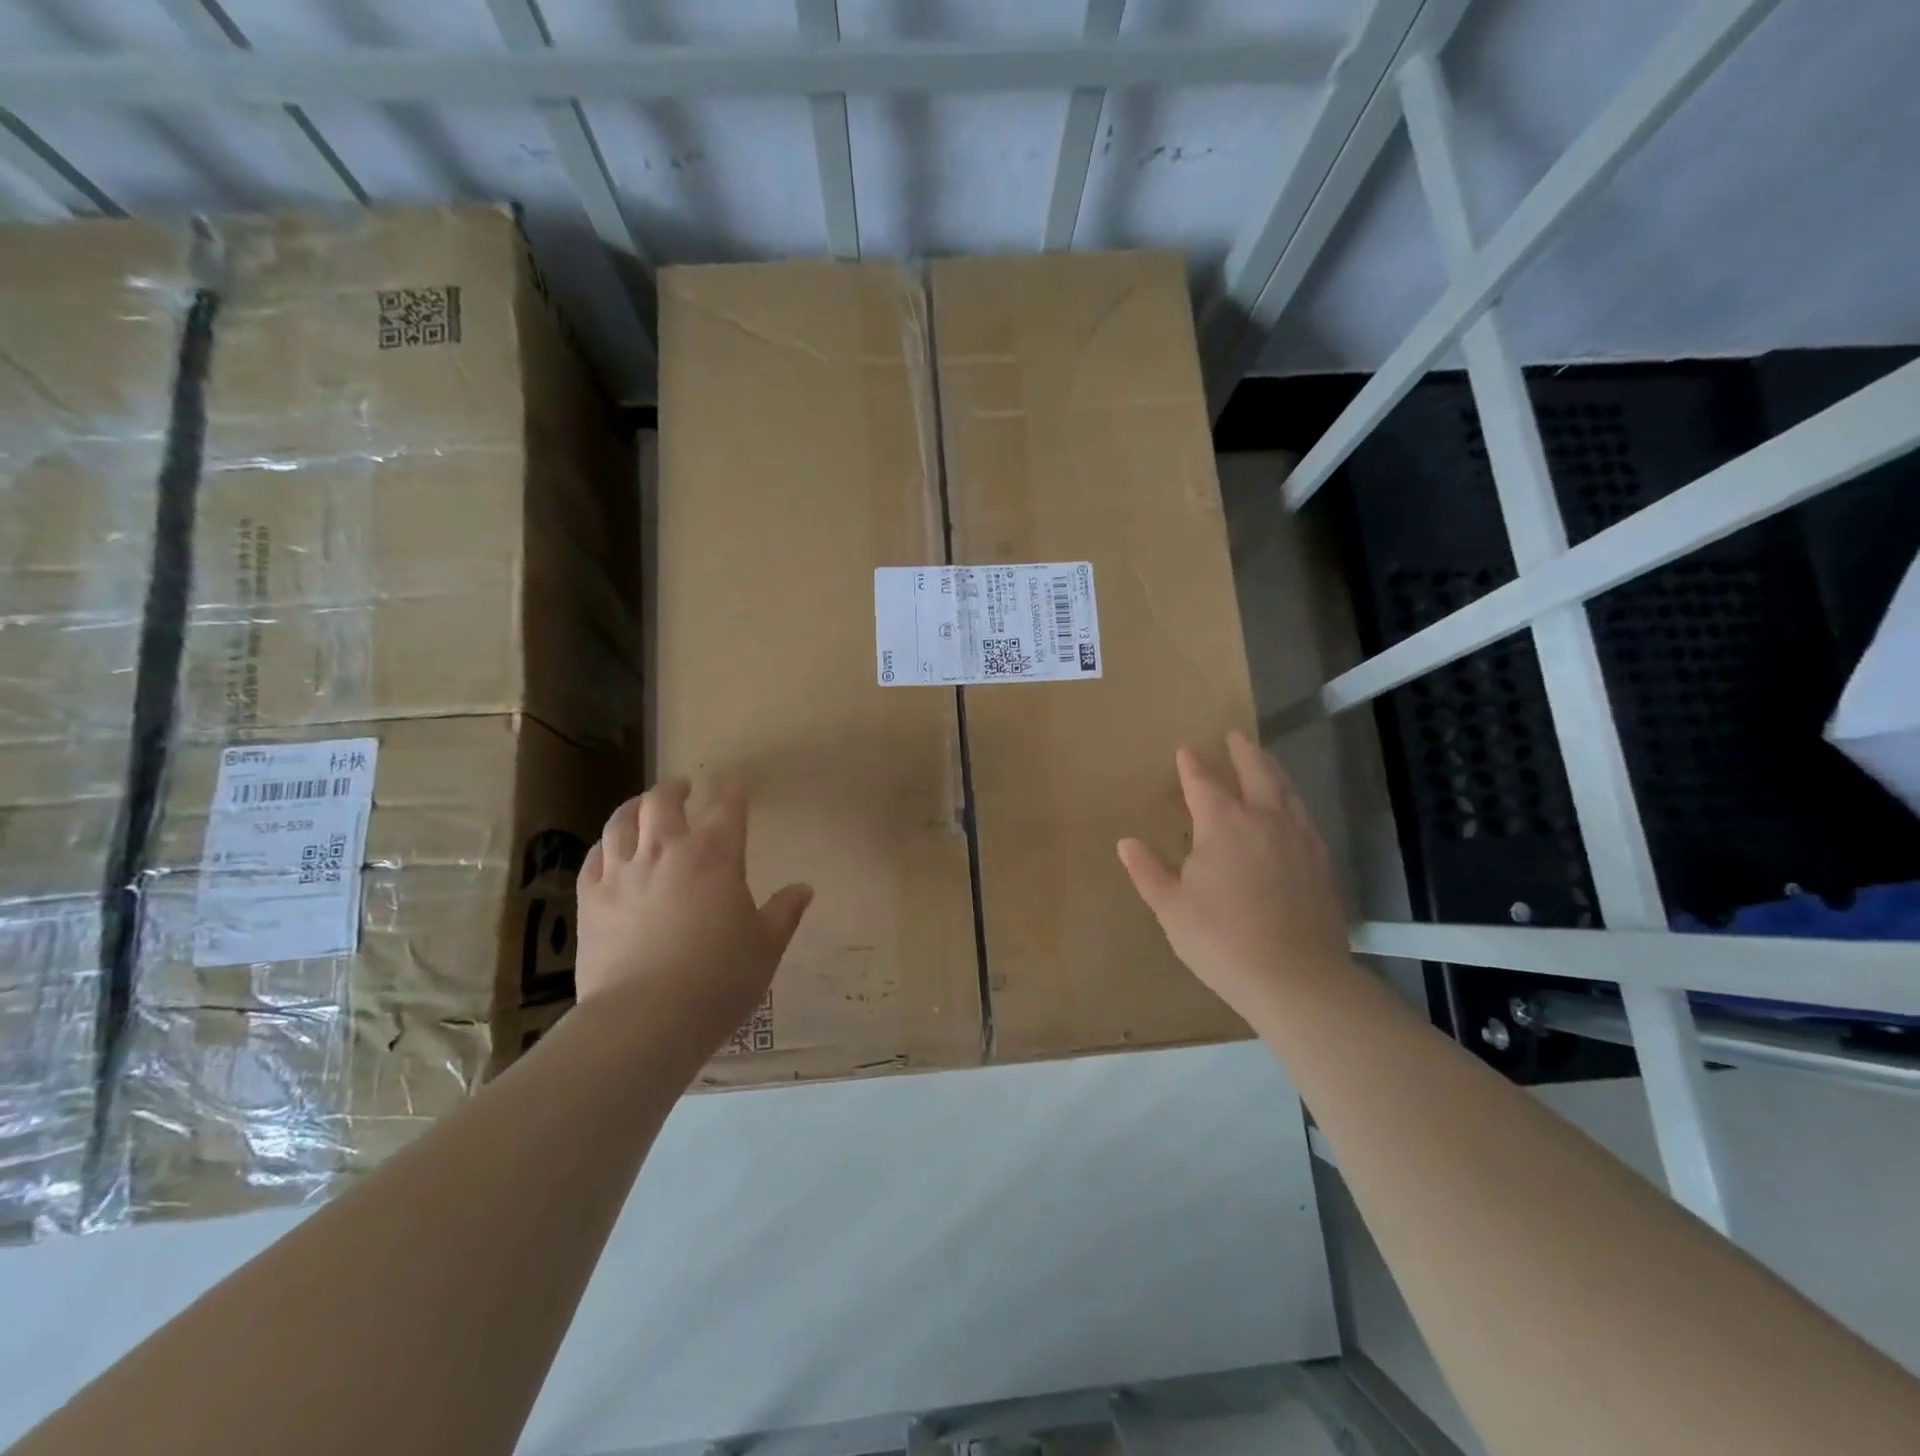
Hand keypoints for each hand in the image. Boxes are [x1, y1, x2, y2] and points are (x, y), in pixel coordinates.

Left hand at [576, 779, 812, 1056]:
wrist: (646, 1018)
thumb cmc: (719, 979)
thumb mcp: (765, 947)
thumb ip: (784, 912)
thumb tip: (804, 889)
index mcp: (716, 856)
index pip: (726, 807)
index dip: (731, 791)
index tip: (733, 783)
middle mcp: (666, 851)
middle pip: (663, 801)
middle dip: (674, 789)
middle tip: (681, 788)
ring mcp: (622, 873)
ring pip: (622, 821)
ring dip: (634, 807)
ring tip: (640, 806)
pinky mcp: (590, 900)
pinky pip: (594, 858)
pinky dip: (604, 846)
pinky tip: (608, 849)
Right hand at [1118, 731, 1350, 1021]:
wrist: (1296, 977)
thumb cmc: (1221, 940)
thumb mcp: (1171, 908)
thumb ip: (1148, 871)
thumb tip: (1126, 842)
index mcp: (1222, 825)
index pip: (1203, 783)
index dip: (1193, 766)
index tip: (1186, 750)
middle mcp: (1264, 819)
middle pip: (1255, 773)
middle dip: (1243, 752)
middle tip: (1235, 735)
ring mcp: (1298, 838)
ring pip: (1286, 790)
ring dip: (1272, 769)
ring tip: (1265, 759)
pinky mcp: (1321, 861)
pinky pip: (1305, 816)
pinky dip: (1293, 800)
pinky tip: (1292, 808)